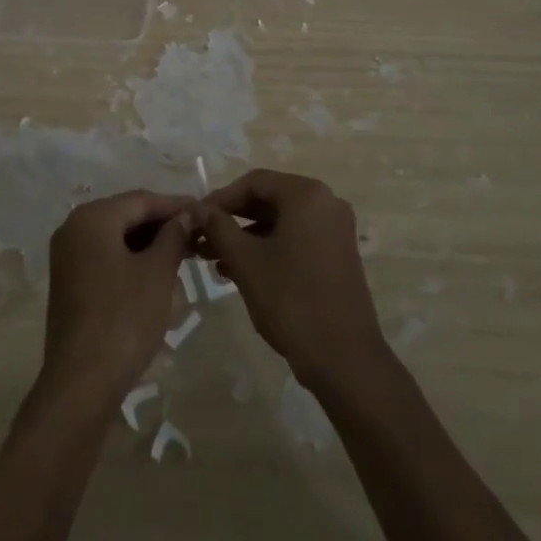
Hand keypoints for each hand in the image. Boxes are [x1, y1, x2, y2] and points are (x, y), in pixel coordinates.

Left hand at [39, 190, 195, 407]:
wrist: (81, 382)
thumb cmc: (123, 319)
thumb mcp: (157, 273)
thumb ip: (174, 236)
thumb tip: (189, 214)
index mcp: (93, 217)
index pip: (142, 200)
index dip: (176, 205)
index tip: (205, 211)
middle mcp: (74, 227)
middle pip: (126, 214)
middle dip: (163, 223)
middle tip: (198, 233)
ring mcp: (67, 254)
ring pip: (116, 235)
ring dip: (149, 241)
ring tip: (185, 251)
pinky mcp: (68, 279)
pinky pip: (105, 254)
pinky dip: (131, 256)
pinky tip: (157, 269)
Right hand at [198, 170, 387, 392]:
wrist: (344, 358)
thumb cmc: (291, 300)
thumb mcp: (246, 261)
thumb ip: (218, 227)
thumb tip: (197, 209)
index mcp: (306, 195)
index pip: (254, 182)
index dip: (221, 198)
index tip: (196, 218)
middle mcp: (326, 203)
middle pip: (269, 199)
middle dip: (232, 218)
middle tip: (203, 237)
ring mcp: (335, 230)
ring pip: (281, 221)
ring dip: (247, 235)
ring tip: (215, 258)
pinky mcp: (337, 254)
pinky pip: (296, 238)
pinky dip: (269, 248)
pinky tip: (241, 270)